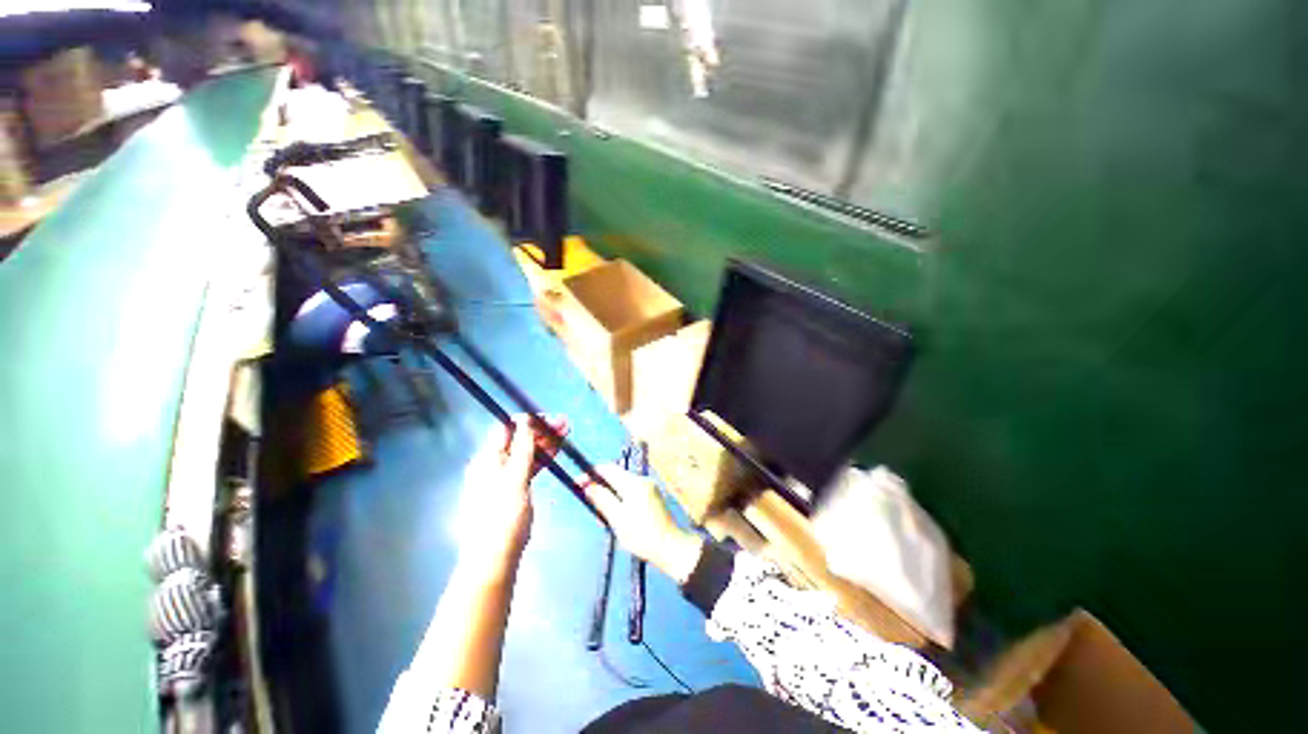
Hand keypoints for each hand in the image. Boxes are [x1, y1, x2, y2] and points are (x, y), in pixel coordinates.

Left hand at [456, 415, 567, 580]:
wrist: (494, 560)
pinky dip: (542, 458)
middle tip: (566, 426)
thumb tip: (525, 421)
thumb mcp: (514, 481)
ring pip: (526, 452)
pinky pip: (528, 466)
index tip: (552, 420)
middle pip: (519, 439)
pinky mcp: (513, 489)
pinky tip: (555, 452)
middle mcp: (493, 465)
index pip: (508, 429)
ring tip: (565, 435)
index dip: (530, 421)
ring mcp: (503, 478)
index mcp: (487, 460)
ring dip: (545, 442)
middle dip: (541, 430)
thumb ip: (521, 449)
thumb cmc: (502, 519)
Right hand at [583, 466, 703, 583]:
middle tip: (590, 504)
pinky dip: (621, 499)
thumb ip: (602, 499)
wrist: (671, 548)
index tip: (579, 483)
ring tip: (604, 516)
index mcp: (633, 483)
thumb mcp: (617, 519)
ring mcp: (649, 487)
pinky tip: (618, 517)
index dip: (592, 474)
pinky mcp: (653, 496)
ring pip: (623, 485)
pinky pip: (632, 491)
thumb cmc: (642, 535)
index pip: (608, 469)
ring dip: (611, 494)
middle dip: (601, 486)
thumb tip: (587, 485)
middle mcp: (642, 480)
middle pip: (616, 476)